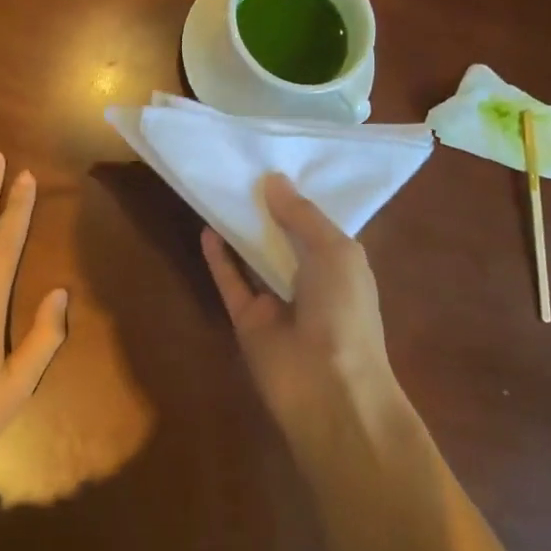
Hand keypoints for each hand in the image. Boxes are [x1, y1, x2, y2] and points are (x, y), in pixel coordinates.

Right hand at [202, 174, 406, 447]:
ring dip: (240, 228)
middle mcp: (308, 279)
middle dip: (266, 208)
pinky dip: (219, 258)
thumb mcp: (335, 252)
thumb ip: (302, 216)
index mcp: (340, 263)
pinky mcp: (247, 318)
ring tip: (221, 190)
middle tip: (241, 169)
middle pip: (282, 237)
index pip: (317, 223)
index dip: (298, 196)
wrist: (327, 388)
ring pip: (253, 256)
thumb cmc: (345, 312)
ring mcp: (276, 300)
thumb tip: (273, 180)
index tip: (276, 163)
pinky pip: (230, 282)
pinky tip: (206, 230)